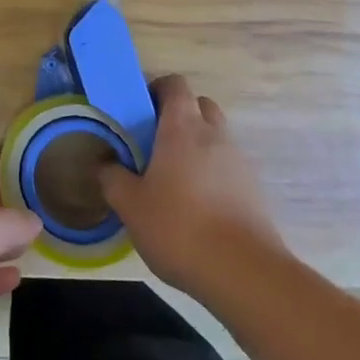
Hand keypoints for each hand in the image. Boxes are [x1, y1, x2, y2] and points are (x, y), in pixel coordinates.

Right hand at [100, 74, 284, 291]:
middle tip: (155, 140)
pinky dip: (213, 173)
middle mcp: (214, 135)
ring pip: (217, 136)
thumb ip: (112, 178)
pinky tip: (198, 204)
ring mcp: (239, 162)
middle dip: (179, 114)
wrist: (245, 274)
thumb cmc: (179, 227)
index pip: (175, 84)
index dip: (157, 89)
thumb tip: (104, 164)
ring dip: (198, 145)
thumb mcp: (130, 205)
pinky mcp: (255, 191)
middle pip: (200, 105)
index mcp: (182, 127)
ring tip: (175, 177)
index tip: (139, 111)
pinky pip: (229, 167)